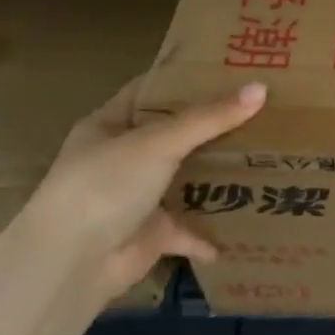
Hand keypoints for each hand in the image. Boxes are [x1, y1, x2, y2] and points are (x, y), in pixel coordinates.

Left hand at [18, 77, 266, 298]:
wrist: (70, 265)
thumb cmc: (104, 186)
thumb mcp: (158, 142)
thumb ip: (209, 118)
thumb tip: (261, 89)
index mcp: (110, 126)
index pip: (151, 91)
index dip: (185, 79)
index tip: (229, 69)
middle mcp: (122, 158)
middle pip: (175, 134)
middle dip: (214, 126)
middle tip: (261, 108)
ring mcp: (136, 197)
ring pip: (185, 178)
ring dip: (217, 174)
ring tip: (264, 155)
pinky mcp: (151, 234)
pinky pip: (189, 228)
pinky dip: (212, 230)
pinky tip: (245, 223)